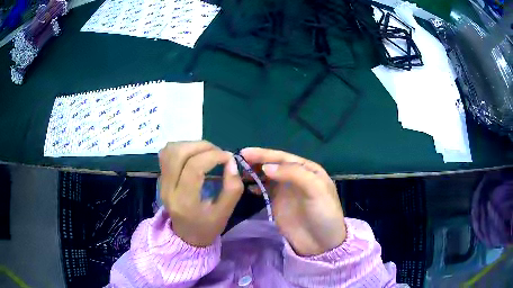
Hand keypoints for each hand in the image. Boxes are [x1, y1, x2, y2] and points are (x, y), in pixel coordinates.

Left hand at [159, 141, 242, 246]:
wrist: (186, 236)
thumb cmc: (207, 227)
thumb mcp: (225, 213)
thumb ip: (232, 188)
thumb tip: (232, 162)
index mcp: (184, 201)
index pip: (194, 167)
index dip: (214, 156)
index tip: (229, 158)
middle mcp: (168, 188)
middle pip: (179, 153)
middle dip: (202, 146)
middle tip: (218, 153)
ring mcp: (161, 182)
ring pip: (170, 150)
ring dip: (191, 145)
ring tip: (206, 153)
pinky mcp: (161, 177)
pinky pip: (166, 153)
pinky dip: (181, 148)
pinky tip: (193, 155)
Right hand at [241, 148, 345, 255]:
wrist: (321, 243)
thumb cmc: (323, 214)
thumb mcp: (316, 190)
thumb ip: (293, 174)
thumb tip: (266, 167)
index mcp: (308, 169)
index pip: (283, 157)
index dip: (264, 154)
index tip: (245, 153)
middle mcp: (296, 176)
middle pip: (274, 164)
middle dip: (257, 161)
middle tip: (237, 160)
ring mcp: (286, 190)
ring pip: (267, 176)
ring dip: (254, 172)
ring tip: (238, 171)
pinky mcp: (278, 203)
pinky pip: (264, 190)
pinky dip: (255, 186)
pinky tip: (247, 185)